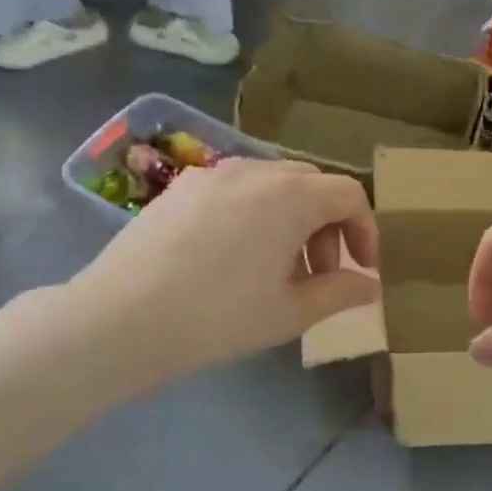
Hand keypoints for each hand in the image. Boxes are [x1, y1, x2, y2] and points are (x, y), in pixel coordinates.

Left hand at [75, 158, 378, 383]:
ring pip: (271, 185)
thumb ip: (339, 293)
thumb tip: (369, 285)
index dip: (366, 230)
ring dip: (291, 220)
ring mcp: (212, 175)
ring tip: (276, 270)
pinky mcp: (180, 188)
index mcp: (290, 196)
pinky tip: (233, 258)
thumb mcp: (290, 312)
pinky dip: (254, 215)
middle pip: (311, 185)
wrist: (122, 319)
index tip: (363, 269)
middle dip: (328, 226)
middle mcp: (254, 171)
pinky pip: (235, 191)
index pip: (348, 194)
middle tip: (319, 274)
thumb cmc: (219, 317)